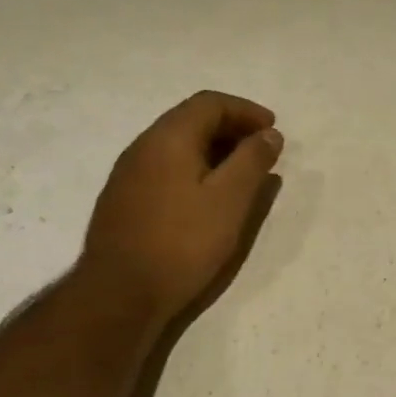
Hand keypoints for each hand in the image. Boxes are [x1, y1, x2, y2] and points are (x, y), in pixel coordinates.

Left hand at [82, 91, 282, 318]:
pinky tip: (210, 197)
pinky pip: (167, 168)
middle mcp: (143, 146)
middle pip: (191, 120)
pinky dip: (196, 169)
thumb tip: (269, 134)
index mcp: (169, 138)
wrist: (121, 292)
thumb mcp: (230, 200)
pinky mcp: (126, 200)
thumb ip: (252, 161)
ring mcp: (129, 174)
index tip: (274, 129)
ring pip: (178, 146)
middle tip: (263, 151)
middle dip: (232, 128)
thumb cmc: (183, 242)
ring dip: (215, 150)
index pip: (210, 103)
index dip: (246, 110)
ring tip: (243, 174)